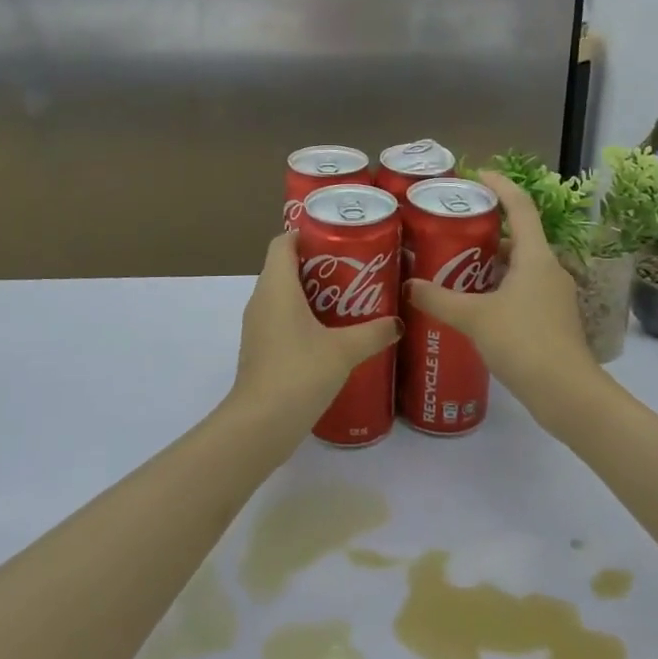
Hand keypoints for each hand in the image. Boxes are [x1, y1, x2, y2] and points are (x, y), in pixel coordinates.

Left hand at [232, 232, 400, 426]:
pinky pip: (281, 318)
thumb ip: (373, 333)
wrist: (260, 425)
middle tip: (354, 268)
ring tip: (349, 299)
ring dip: (312, 292)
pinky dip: (303, 317)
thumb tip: (399, 322)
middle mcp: (261, 299)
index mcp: (276, 286)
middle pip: (285, 266)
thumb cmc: (299, 373)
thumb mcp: (344, 350)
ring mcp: (258, 326)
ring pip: (283, 294)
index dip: (306, 233)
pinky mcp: (261, 349)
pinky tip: (332, 334)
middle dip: (318, 263)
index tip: (338, 237)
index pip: (283, 242)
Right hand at [407, 171, 601, 428]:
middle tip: (452, 226)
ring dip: (490, 261)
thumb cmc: (524, 343)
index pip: (520, 206)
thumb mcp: (474, 318)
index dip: (500, 185)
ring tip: (454, 263)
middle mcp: (549, 269)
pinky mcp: (552, 320)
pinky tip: (474, 302)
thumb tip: (407, 285)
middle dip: (486, 228)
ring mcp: (553, 296)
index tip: (476, 174)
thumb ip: (438, 300)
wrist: (568, 395)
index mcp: (536, 257)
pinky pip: (522, 289)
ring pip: (519, 265)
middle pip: (518, 236)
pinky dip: (498, 286)